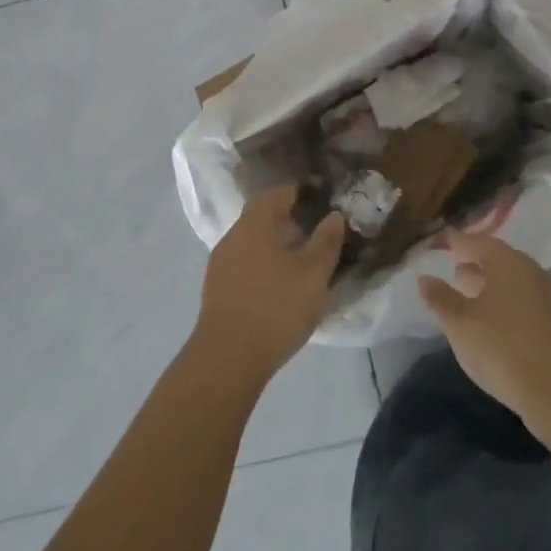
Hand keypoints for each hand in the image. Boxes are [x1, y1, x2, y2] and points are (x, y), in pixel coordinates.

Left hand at [196, 185, 345, 386]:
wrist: (228, 357)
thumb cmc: (276, 306)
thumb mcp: (313, 274)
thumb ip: (326, 241)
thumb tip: (334, 215)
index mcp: (255, 223)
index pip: (278, 193)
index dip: (301, 194)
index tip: (322, 202)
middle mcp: (233, 235)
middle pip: (263, 217)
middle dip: (289, 222)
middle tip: (316, 234)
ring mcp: (221, 262)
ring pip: (254, 243)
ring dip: (276, 246)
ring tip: (302, 263)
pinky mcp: (217, 289)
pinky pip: (245, 265)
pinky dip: (264, 266)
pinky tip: (279, 286)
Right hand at [419, 233, 550, 439]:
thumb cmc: (502, 348)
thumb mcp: (460, 324)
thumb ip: (441, 298)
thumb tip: (424, 278)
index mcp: (507, 262)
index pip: (477, 242)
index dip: (457, 242)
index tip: (441, 242)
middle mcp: (531, 272)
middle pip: (499, 261)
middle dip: (475, 264)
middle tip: (453, 269)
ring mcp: (548, 299)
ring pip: (512, 283)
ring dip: (489, 286)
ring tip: (468, 295)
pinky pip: (523, 302)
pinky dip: (504, 304)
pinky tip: (492, 323)